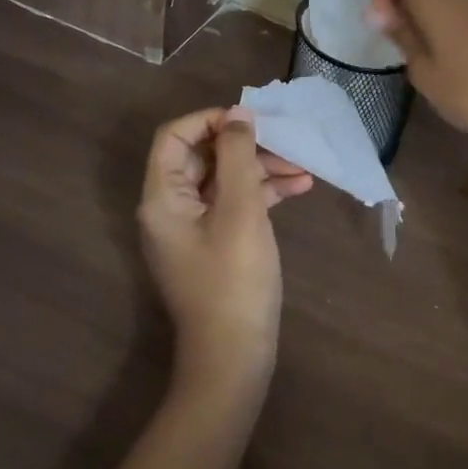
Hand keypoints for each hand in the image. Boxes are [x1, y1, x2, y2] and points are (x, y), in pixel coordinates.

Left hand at [139, 107, 312, 397]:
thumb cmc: (233, 278)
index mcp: (163, 197)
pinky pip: (235, 203)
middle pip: (205, 156)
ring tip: (304, 168)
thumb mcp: (240, 210)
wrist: (234, 356)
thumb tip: (237, 113)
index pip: (175, 136)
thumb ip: (238, 156)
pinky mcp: (215, 243)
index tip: (249, 121)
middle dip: (247, 145)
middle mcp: (171, 207)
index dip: (210, 120)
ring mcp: (194, 227)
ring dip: (263, 169)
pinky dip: (264, 193)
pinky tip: (300, 188)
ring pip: (225, 179)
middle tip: (286, 142)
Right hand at [367, 0, 467, 146]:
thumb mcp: (425, 72)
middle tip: (407, 57)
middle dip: (400, 11)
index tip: (384, 22)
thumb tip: (383, 12)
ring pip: (437, 2)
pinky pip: (458, 14)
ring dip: (423, 24)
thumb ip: (402, 35)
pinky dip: (445, 31)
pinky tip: (457, 68)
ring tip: (434, 69)